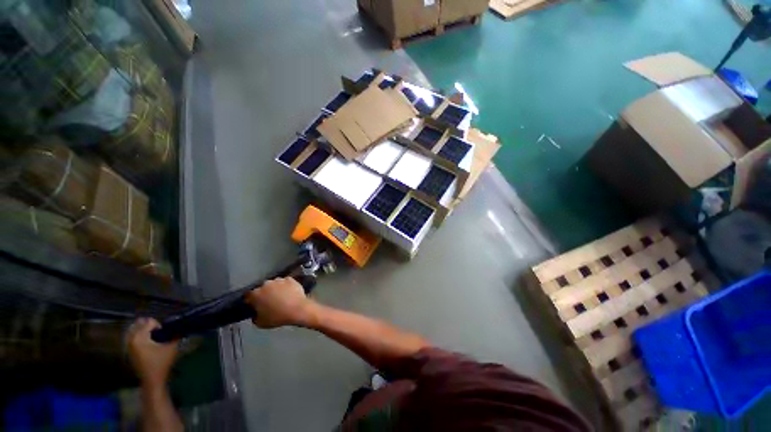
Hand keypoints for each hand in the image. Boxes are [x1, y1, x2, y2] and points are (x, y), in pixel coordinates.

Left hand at [127, 317, 178, 387]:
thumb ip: (175, 334)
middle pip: (139, 324)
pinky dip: (138, 335)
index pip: (149, 321)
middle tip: (158, 333)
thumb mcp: (172, 347)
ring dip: (143, 329)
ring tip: (153, 335)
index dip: (159, 325)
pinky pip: (131, 336)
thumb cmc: (162, 362)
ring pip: (133, 329)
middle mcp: (131, 339)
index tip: (163, 333)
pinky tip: (146, 340)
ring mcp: (127, 345)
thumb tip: (179, 327)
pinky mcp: (128, 350)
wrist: (152, 379)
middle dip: (149, 326)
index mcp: (139, 338)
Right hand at [244, 277, 317, 327]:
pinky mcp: (290, 279)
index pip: (248, 295)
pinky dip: (285, 286)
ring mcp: (279, 280)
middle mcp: (266, 284)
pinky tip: (289, 292)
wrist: (298, 309)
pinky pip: (285, 282)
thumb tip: (256, 312)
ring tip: (280, 296)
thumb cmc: (277, 317)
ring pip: (274, 283)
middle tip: (268, 301)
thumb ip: (254, 316)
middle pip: (262, 288)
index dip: (251, 300)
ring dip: (275, 288)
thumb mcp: (260, 323)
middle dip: (264, 293)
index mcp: (255, 294)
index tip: (254, 304)